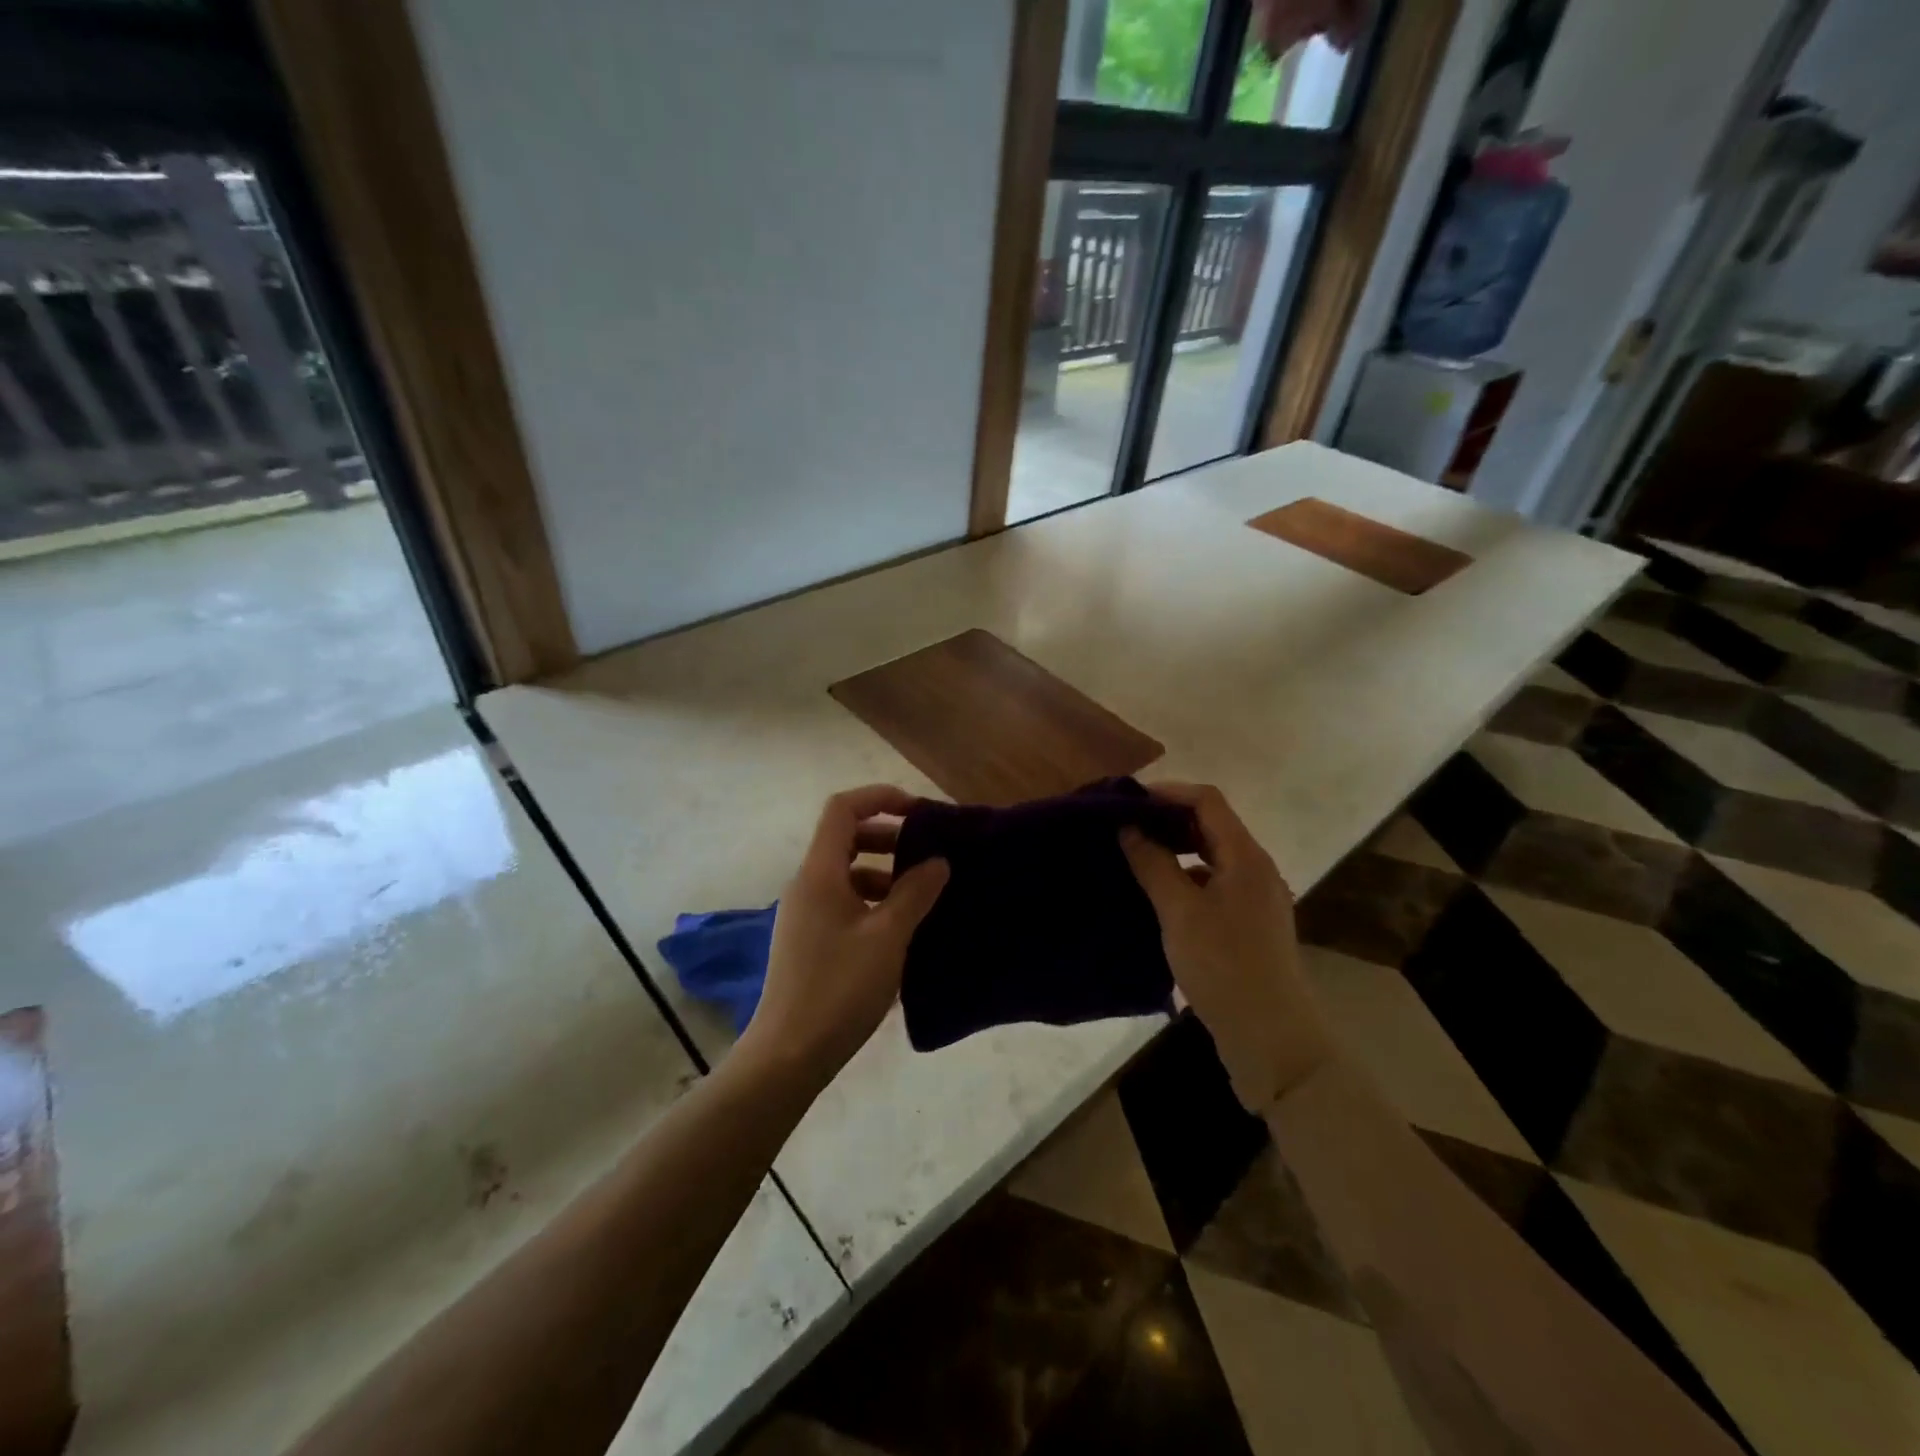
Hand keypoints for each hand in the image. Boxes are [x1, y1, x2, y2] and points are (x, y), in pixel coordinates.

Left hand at [737, 786, 949, 1089]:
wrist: (789, 1055)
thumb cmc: (840, 988)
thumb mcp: (888, 937)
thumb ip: (915, 893)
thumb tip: (938, 861)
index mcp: (819, 873)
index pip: (843, 809)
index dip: (880, 798)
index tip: (920, 812)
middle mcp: (806, 885)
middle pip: (845, 838)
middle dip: (888, 837)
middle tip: (926, 854)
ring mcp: (804, 914)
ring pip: (846, 873)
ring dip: (883, 873)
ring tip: (921, 895)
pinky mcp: (808, 941)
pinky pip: (843, 902)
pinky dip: (872, 901)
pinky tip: (899, 929)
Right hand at [1120, 783, 1331, 1110]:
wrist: (1270, 1038)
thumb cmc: (1224, 966)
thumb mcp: (1180, 912)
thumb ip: (1154, 864)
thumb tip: (1130, 828)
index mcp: (1246, 858)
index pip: (1207, 802)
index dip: (1168, 792)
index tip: (1127, 800)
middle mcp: (1255, 870)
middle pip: (1211, 826)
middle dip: (1168, 820)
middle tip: (1124, 826)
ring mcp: (1254, 900)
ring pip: (1211, 858)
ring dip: (1175, 851)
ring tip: (1134, 857)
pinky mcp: (1247, 926)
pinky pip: (1212, 885)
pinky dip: (1184, 879)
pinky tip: (1156, 896)